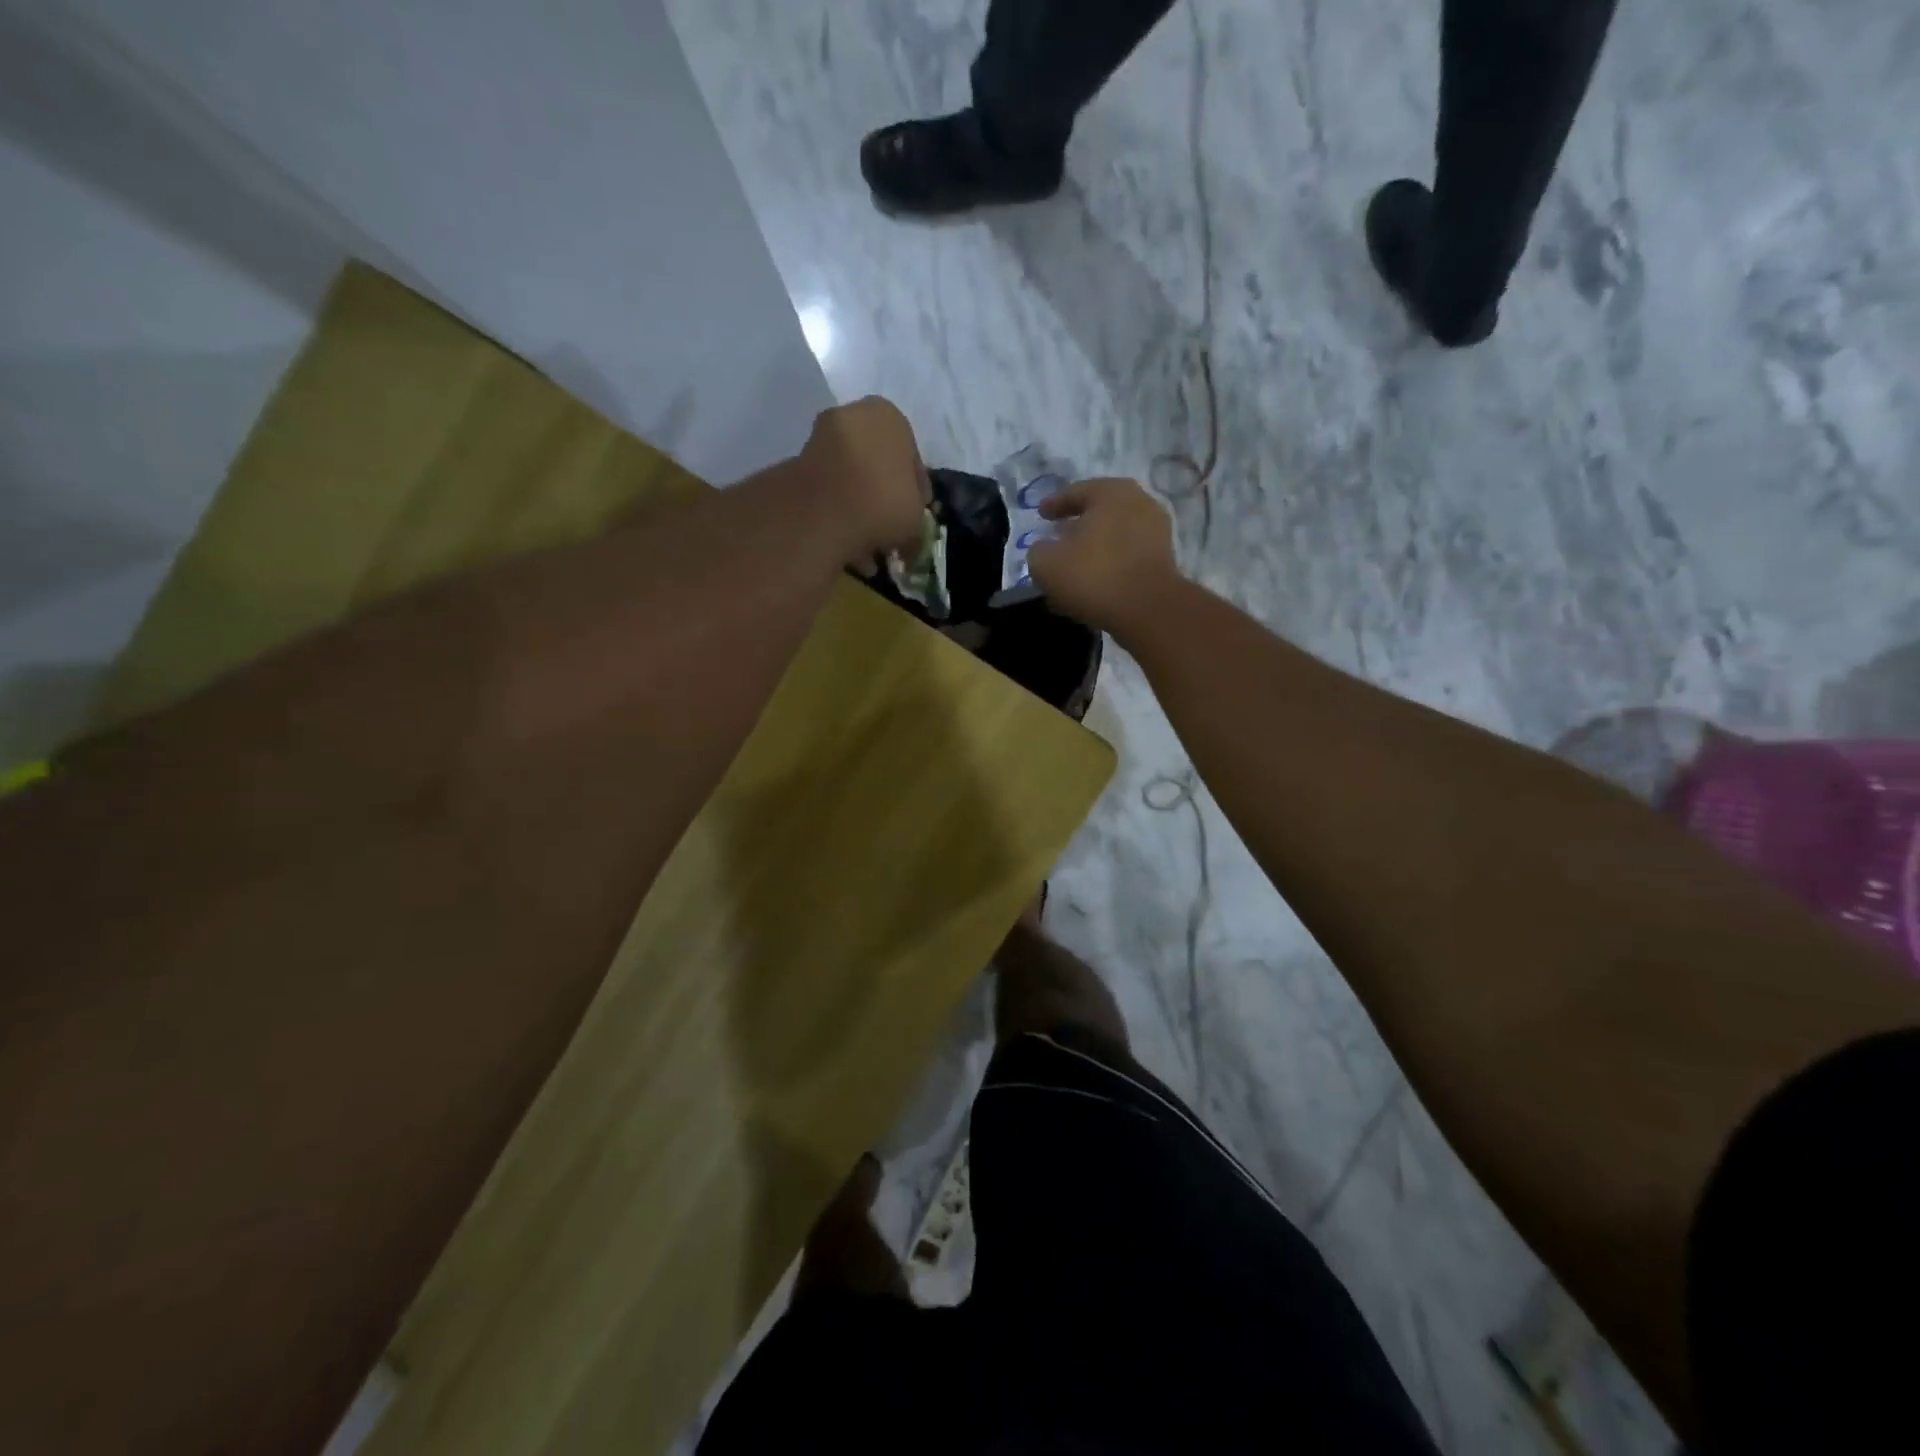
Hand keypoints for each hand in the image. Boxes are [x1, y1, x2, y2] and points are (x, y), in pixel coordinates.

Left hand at [798, 397, 930, 569]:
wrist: (823, 510)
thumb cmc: (884, 501)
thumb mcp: (916, 518)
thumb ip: (915, 523)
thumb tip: (909, 542)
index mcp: (889, 417)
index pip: (912, 459)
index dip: (916, 494)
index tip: (915, 519)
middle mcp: (853, 416)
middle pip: (878, 466)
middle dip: (884, 500)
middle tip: (891, 533)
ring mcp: (820, 438)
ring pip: (851, 481)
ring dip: (860, 511)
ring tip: (868, 547)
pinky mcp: (797, 465)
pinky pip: (828, 494)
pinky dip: (837, 517)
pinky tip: (845, 545)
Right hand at [1028, 478, 1179, 634]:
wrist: (1148, 609)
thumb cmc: (1094, 576)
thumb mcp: (1046, 564)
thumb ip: (1039, 551)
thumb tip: (1046, 549)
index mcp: (1111, 492)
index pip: (1075, 492)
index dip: (1054, 504)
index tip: (1041, 514)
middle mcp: (1139, 502)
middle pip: (1099, 511)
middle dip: (1077, 524)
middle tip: (1058, 535)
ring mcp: (1156, 530)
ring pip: (1114, 534)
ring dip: (1093, 546)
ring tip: (1074, 563)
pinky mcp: (1164, 558)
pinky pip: (1127, 554)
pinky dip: (1109, 562)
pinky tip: (1094, 580)